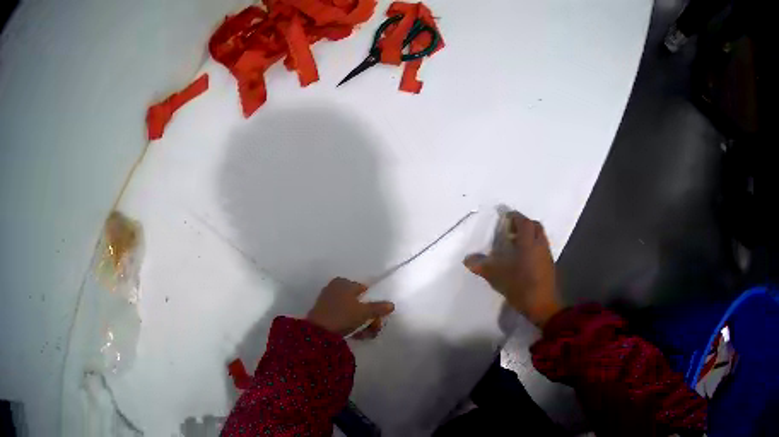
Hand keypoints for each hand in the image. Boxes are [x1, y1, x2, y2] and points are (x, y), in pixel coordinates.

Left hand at [306, 277, 394, 337]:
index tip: (376, 316)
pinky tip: (355, 334)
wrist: (319, 331)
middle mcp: (334, 289)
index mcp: (343, 282)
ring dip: (360, 323)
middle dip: (367, 316)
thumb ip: (378, 308)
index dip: (372, 303)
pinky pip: (341, 317)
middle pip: (357, 302)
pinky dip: (349, 325)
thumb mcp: (364, 312)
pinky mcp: (323, 314)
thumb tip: (391, 305)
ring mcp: (327, 301)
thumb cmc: (343, 315)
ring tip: (365, 334)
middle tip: (373, 328)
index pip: (363, 289)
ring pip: (350, 311)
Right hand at [463, 211, 560, 326]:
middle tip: (510, 230)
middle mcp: (540, 245)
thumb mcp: (498, 276)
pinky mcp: (549, 266)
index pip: (524, 222)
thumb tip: (467, 259)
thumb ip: (483, 266)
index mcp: (528, 243)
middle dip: (523, 224)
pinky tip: (522, 259)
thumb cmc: (521, 286)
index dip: (515, 217)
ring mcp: (546, 255)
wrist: (543, 306)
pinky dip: (533, 247)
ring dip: (529, 236)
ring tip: (515, 244)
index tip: (505, 217)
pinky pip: (541, 248)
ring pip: (539, 237)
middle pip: (535, 226)